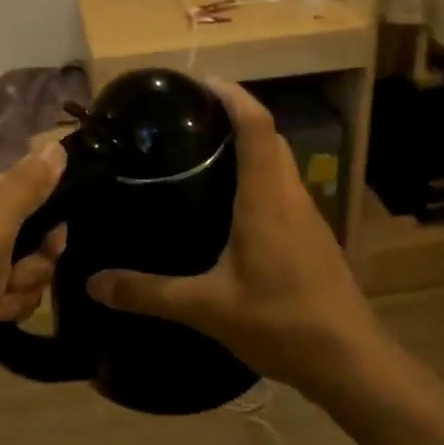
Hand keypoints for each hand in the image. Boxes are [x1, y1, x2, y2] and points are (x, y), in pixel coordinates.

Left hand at [0, 142, 67, 395]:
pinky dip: (13, 301)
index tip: (51, 241)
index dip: (43, 213)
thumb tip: (58, 145)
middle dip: (33, 257)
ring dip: (24, 283)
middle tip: (18, 276)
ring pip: (28, 256)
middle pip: (29, 221)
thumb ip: (27, 184)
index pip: (22, 182)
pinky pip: (16, 282)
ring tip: (0, 302)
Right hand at [86, 77, 384, 396]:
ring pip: (279, 163)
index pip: (256, 125)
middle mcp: (290, 196)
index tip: (200, 82)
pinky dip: (258, 177)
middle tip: (190, 119)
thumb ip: (148, 293)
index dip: (232, 95)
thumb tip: (93, 283)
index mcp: (267, 199)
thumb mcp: (207, 308)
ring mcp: (308, 217)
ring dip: (249, 146)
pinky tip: (230, 206)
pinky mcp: (313, 238)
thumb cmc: (281, 322)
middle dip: (235, 115)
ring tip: (203, 154)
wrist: (350, 362)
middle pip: (269, 137)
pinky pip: (283, 189)